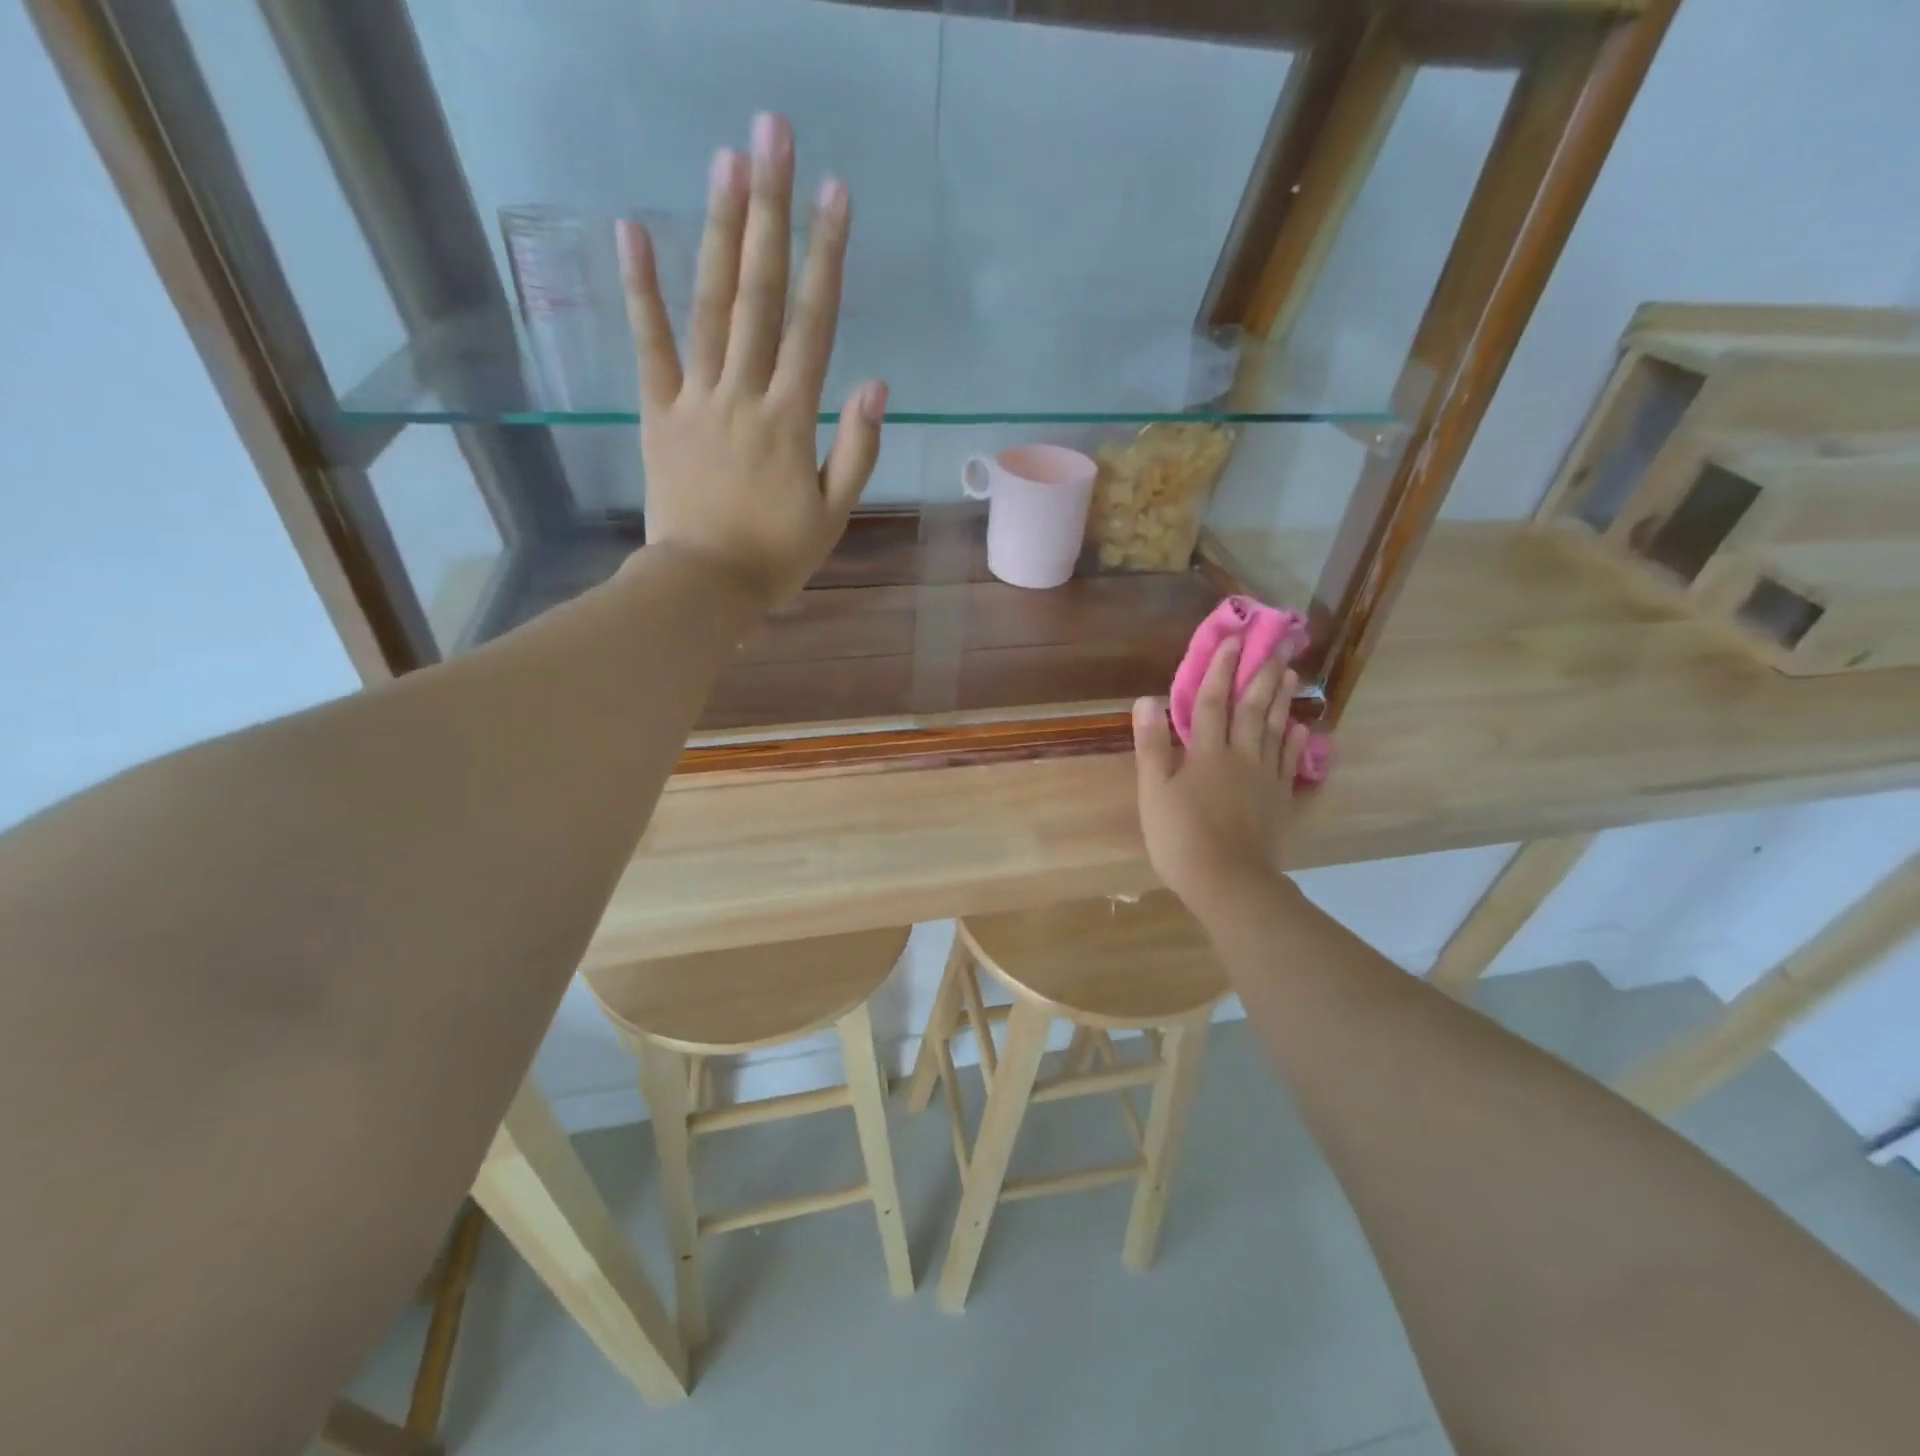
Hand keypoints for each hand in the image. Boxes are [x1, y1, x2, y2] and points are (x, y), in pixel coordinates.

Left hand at [615, 113, 884, 609]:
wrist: (704, 586)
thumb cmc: (777, 556)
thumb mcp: (834, 514)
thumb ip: (856, 449)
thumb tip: (876, 383)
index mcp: (790, 419)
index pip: (813, 325)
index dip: (826, 257)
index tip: (835, 193)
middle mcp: (743, 394)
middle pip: (759, 294)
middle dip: (769, 212)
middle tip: (773, 135)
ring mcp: (696, 399)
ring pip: (708, 307)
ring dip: (717, 232)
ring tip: (724, 161)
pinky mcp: (658, 413)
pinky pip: (648, 346)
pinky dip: (639, 290)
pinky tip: (632, 230)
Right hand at [1132, 639, 1313, 916]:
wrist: (1228, 881)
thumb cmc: (1181, 836)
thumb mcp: (1154, 791)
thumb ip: (1151, 745)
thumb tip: (1146, 700)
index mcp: (1207, 753)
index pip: (1212, 703)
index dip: (1219, 671)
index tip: (1230, 641)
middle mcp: (1241, 756)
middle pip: (1252, 709)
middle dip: (1260, 675)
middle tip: (1276, 645)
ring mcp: (1265, 778)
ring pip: (1275, 729)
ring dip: (1282, 699)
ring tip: (1291, 673)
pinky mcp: (1279, 799)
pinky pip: (1289, 761)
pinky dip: (1294, 740)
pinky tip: (1299, 726)